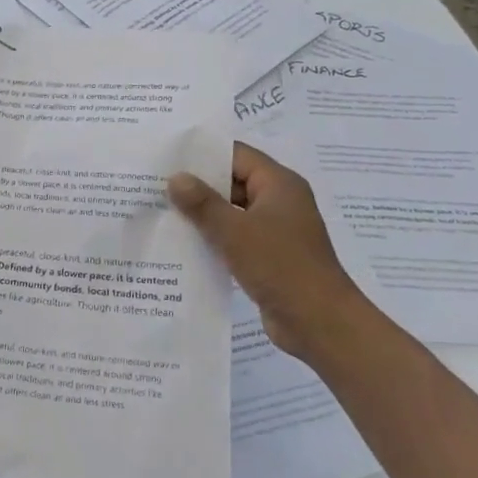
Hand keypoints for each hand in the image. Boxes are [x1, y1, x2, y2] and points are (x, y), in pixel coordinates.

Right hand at [169, 143, 368, 361]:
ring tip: (163, 212)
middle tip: (157, 185)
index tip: (168, 157)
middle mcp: (279, 201)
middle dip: (198, 185)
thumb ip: (202, 203)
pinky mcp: (270, 256)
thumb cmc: (280, 266)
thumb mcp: (235, 231)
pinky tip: (184, 243)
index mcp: (279, 184)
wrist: (320, 323)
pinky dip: (214, 237)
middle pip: (234, 182)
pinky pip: (237, 237)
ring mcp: (276, 230)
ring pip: (233, 212)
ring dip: (204, 214)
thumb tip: (176, 178)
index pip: (236, 155)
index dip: (203, 154)